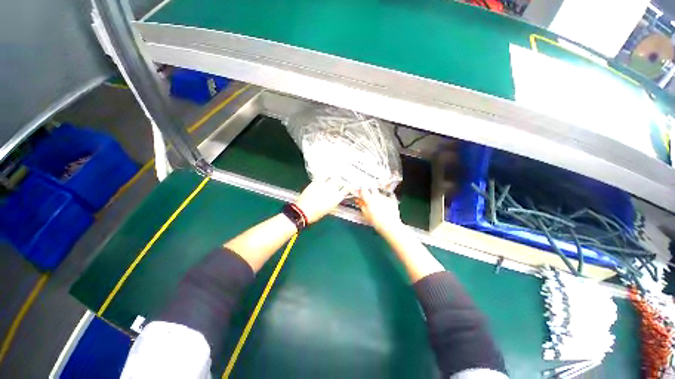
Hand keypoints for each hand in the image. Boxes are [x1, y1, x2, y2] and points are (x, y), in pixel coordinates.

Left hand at [295, 178, 347, 223]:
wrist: (303, 212)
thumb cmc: (316, 214)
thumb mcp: (329, 208)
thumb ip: (334, 201)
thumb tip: (336, 196)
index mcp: (337, 198)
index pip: (346, 189)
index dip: (346, 187)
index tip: (346, 187)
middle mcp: (332, 189)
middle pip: (340, 181)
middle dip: (340, 181)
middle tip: (339, 182)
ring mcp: (324, 184)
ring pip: (332, 177)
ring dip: (333, 177)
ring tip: (333, 177)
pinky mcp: (316, 182)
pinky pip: (323, 175)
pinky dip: (325, 175)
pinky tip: (325, 175)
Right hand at [357, 189, 403, 234]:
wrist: (390, 226)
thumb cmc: (376, 222)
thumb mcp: (365, 214)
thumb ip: (361, 206)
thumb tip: (358, 200)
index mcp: (369, 199)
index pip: (363, 190)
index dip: (362, 190)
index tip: (361, 193)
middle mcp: (377, 195)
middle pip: (372, 188)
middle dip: (370, 190)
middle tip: (369, 195)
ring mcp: (385, 197)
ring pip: (380, 191)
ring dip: (378, 194)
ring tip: (378, 200)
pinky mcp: (392, 199)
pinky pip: (389, 195)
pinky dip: (387, 197)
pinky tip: (386, 201)